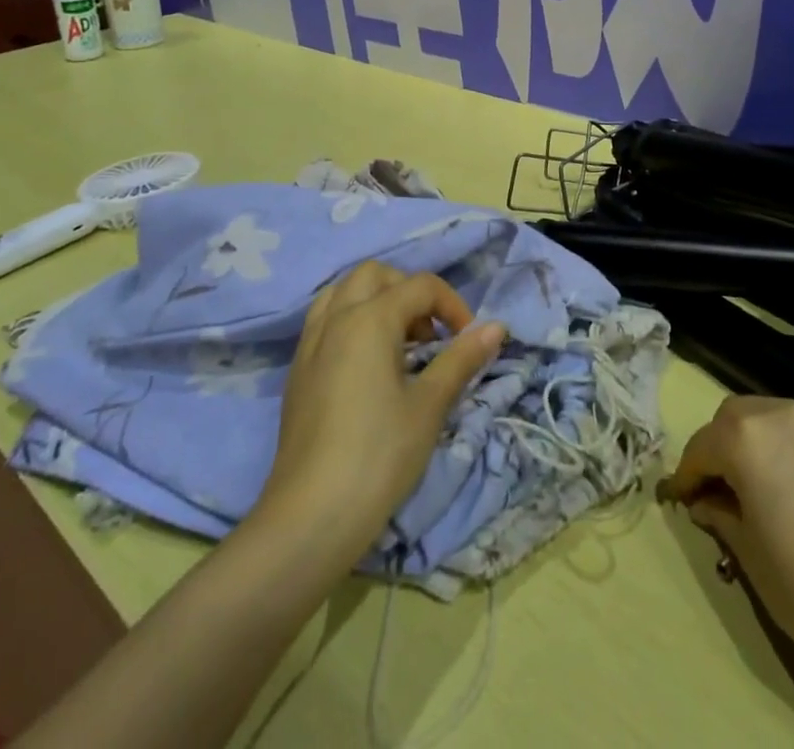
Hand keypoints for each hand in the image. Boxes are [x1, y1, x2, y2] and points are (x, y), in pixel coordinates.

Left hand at [256, 261, 505, 563]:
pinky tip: (368, 366)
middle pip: (376, 275)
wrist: (310, 518)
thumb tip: (496, 327)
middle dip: (409, 292)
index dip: (453, 306)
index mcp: (370, 318)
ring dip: (376, 301)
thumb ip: (461, 358)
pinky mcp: (297, 372)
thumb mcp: (430, 405)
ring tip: (399, 344)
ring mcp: (310, 344)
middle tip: (430, 334)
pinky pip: (325, 322)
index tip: (469, 341)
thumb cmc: (379, 455)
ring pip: (343, 293)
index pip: (420, 286)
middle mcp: (336, 318)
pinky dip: (351, 322)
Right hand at [662, 397, 793, 675]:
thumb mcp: (749, 557)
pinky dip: (788, 447)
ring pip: (770, 416)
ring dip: (754, 442)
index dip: (687, 475)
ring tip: (761, 487)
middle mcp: (780, 413)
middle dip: (720, 447)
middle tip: (720, 490)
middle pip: (734, 417)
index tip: (683, 500)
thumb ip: (721, 515)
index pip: (701, 446)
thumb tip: (707, 502)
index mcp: (746, 438)